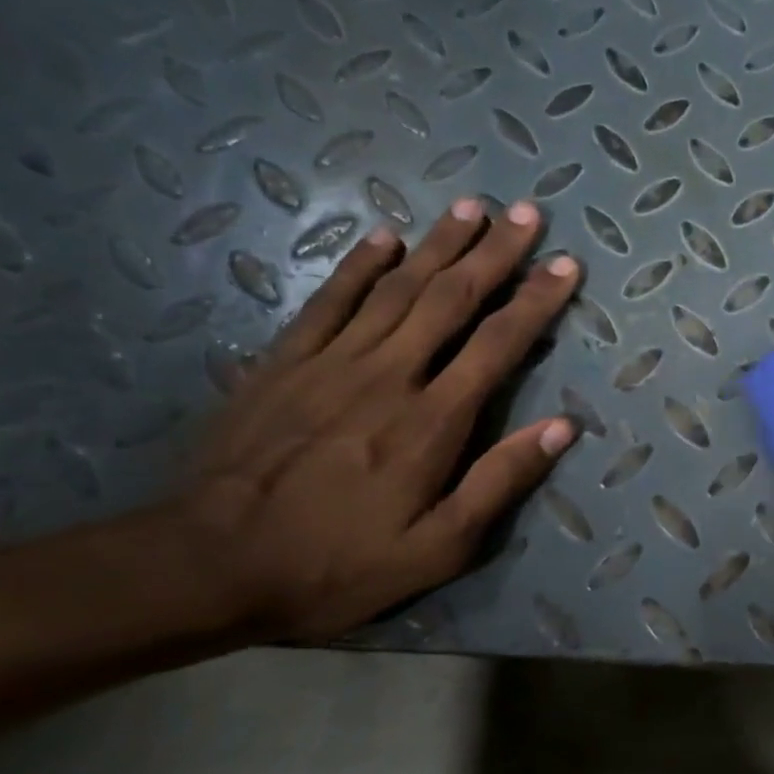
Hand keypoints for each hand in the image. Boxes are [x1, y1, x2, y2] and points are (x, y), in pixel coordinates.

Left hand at [175, 197, 580, 641]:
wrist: (207, 565)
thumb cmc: (336, 565)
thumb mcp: (438, 549)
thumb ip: (499, 482)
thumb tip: (562, 428)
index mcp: (431, 422)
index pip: (497, 345)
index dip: (536, 302)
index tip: (566, 266)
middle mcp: (388, 376)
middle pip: (450, 299)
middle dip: (494, 254)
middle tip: (526, 215)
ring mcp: (330, 363)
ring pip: (396, 288)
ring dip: (439, 245)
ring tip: (472, 208)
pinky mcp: (283, 363)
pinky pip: (328, 300)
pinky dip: (358, 264)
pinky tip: (384, 237)